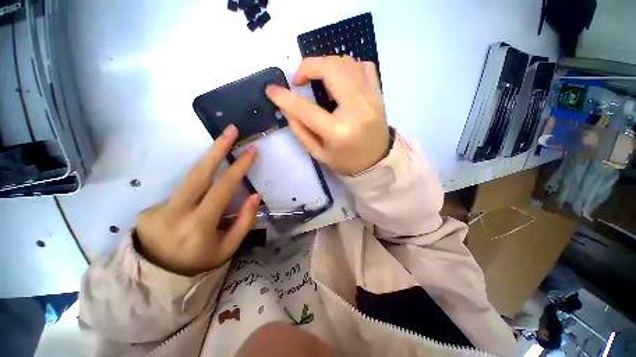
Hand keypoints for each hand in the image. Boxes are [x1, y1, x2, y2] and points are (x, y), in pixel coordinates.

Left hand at [135, 125, 260, 275]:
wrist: (156, 278)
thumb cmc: (199, 263)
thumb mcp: (228, 248)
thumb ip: (244, 221)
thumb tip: (255, 195)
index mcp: (198, 226)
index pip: (222, 188)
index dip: (239, 168)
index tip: (251, 151)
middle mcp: (175, 213)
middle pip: (198, 172)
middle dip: (217, 148)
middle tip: (231, 130)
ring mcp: (158, 208)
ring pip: (190, 179)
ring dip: (209, 163)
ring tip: (222, 150)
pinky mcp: (150, 208)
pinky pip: (182, 193)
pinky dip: (196, 191)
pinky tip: (198, 204)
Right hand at [265, 56, 389, 175]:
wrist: (376, 161)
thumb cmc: (345, 161)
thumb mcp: (318, 153)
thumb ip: (300, 130)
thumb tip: (286, 106)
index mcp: (338, 132)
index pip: (306, 109)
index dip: (285, 97)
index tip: (271, 90)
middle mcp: (357, 110)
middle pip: (331, 69)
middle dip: (308, 66)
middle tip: (299, 79)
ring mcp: (371, 99)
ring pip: (347, 62)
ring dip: (326, 64)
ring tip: (318, 78)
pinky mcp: (378, 94)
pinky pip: (363, 66)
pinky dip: (347, 66)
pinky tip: (340, 79)